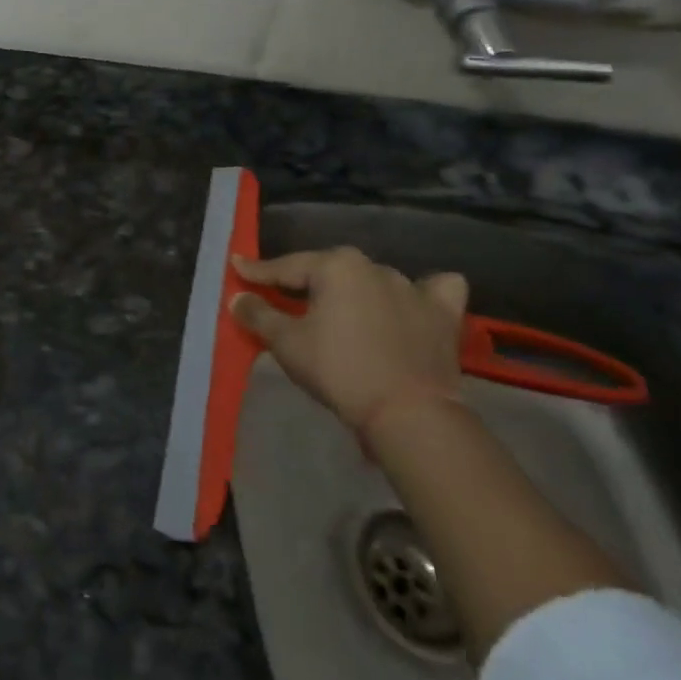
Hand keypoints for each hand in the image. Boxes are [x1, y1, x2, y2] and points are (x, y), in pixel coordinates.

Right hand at [230, 247, 468, 430]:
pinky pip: (433, 291)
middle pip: (329, 271)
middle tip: (285, 295)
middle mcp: (374, 266)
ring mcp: (413, 287)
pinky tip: (412, 302)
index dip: (258, 271)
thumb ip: (259, 314)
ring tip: (343, 309)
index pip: (286, 266)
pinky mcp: (443, 314)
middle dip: (306, 281)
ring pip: (374, 279)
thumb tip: (237, 297)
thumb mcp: (287, 343)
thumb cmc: (340, 370)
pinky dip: (422, 293)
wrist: (410, 413)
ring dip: (356, 290)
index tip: (238, 268)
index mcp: (336, 266)